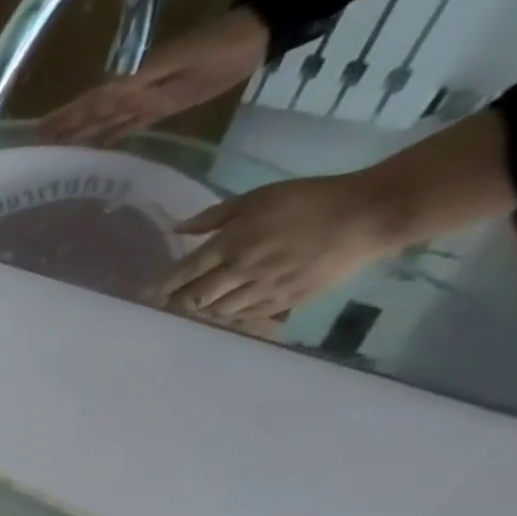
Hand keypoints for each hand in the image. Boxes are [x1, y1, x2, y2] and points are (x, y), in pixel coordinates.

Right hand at [41, 8, 269, 144]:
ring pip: (105, 121)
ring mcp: (146, 100)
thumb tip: (105, 98)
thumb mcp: (182, 63)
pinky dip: (109, 136)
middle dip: (64, 127)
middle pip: (92, 113)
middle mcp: (133, 92)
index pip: (92, 102)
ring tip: (54, 149)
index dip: (65, 115)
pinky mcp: (161, 106)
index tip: (37, 130)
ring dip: (81, 134)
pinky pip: (128, 125)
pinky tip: (93, 147)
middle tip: (34, 144)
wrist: (257, 36)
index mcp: (134, 81)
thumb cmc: (221, 48)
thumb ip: (144, 81)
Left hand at [156, 172, 397, 320]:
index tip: (145, 293)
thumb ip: (213, 217)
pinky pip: (243, 317)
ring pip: (214, 311)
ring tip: (197, 304)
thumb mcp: (257, 198)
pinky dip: (227, 316)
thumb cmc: (310, 199)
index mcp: (230, 245)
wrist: (370, 214)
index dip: (159, 286)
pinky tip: (225, 309)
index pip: (180, 274)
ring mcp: (262, 290)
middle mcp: (240, 272)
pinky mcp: (284, 302)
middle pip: (192, 299)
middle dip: (175, 303)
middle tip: (169, 301)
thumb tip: (176, 229)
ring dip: (200, 310)